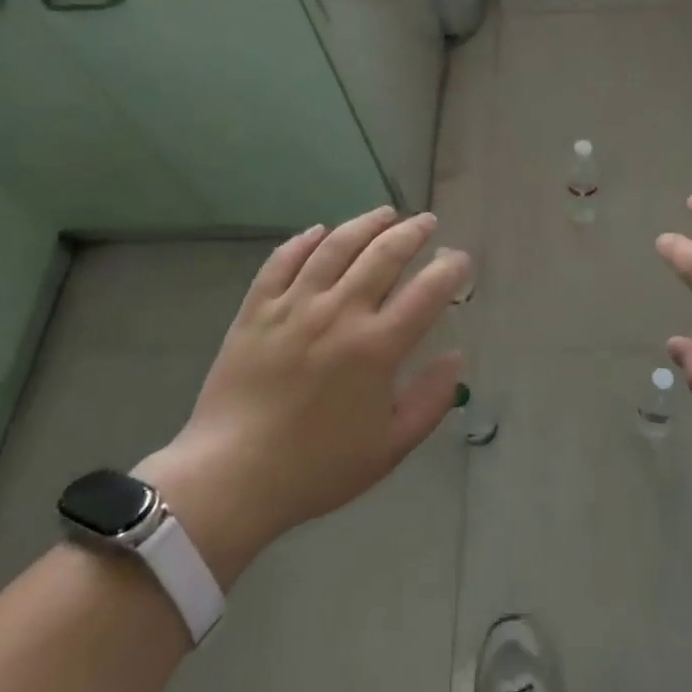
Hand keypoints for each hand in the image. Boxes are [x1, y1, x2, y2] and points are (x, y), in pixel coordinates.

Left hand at [138, 206, 467, 584]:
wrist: (232, 478)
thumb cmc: (317, 468)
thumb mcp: (389, 448)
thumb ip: (430, 401)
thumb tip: (455, 359)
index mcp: (376, 347)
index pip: (427, 291)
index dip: (450, 269)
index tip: (459, 259)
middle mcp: (339, 314)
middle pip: (383, 255)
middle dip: (412, 232)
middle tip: (426, 223)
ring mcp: (294, 306)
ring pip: (335, 246)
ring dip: (365, 224)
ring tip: (384, 213)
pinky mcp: (256, 309)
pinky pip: (282, 261)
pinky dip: (304, 241)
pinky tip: (320, 232)